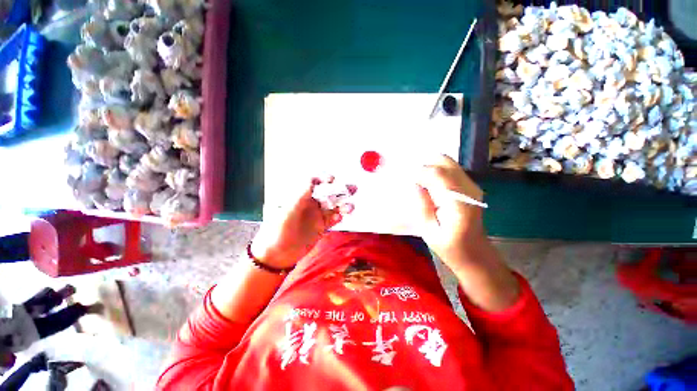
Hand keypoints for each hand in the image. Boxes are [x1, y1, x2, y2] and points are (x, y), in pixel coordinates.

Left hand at [251, 177, 351, 268]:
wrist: (278, 255)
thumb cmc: (277, 231)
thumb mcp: (287, 212)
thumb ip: (300, 197)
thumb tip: (310, 180)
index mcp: (300, 197)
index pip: (314, 183)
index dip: (323, 179)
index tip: (332, 179)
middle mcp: (310, 204)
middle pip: (328, 193)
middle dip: (340, 190)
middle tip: (352, 188)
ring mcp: (317, 215)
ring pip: (334, 206)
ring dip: (343, 205)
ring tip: (350, 207)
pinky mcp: (322, 226)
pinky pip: (333, 219)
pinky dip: (338, 217)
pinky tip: (340, 218)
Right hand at [416, 155, 486, 267]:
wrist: (474, 252)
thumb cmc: (449, 246)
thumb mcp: (428, 230)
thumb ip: (422, 205)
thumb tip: (415, 184)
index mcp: (459, 203)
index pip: (439, 174)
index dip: (420, 172)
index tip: (407, 179)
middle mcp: (468, 189)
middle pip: (445, 161)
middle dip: (425, 166)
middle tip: (413, 180)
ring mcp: (472, 186)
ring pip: (447, 162)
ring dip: (430, 168)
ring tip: (419, 182)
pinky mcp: (470, 186)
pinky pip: (450, 169)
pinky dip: (436, 171)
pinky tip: (429, 185)